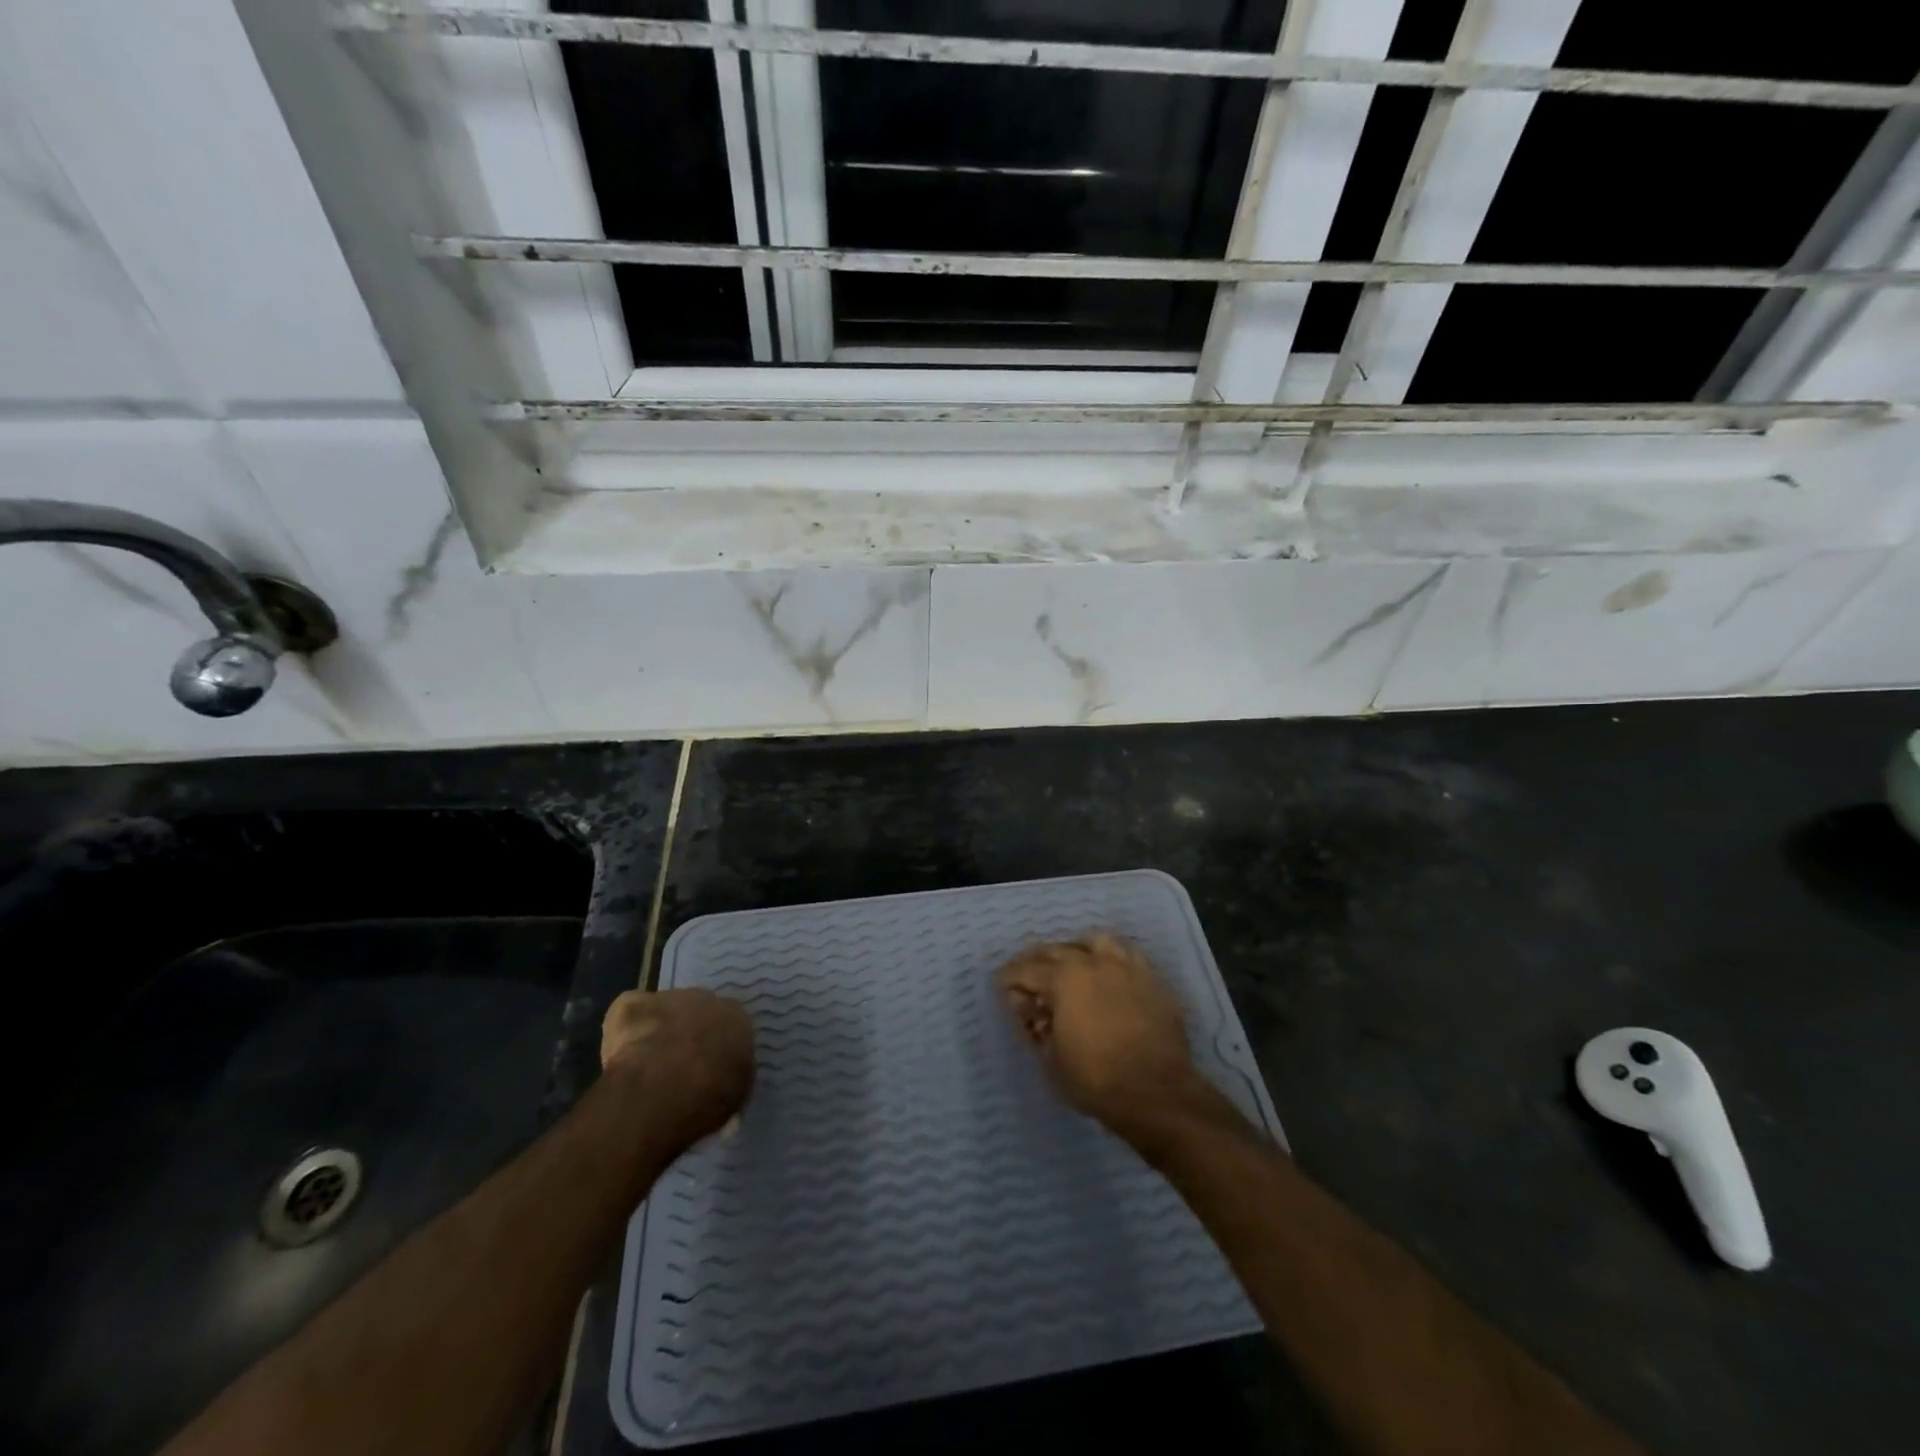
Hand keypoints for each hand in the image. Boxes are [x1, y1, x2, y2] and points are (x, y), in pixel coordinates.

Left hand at [601, 988, 754, 1144]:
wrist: (666, 1087)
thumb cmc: (710, 1096)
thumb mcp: (735, 1096)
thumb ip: (730, 1078)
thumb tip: (721, 1083)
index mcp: (736, 1018)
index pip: (728, 1026)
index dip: (714, 1047)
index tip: (705, 1069)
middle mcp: (705, 998)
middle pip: (695, 1013)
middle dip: (685, 1035)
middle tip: (675, 1067)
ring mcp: (666, 998)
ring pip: (661, 1012)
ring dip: (656, 1032)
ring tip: (646, 1066)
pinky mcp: (630, 1005)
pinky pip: (628, 1014)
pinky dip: (624, 1032)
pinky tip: (621, 1058)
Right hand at [997, 933, 1217, 1143]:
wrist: (1157, 1093)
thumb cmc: (1096, 1079)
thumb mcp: (1051, 1060)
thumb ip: (1036, 1029)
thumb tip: (1033, 1013)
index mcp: (1063, 979)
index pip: (1026, 970)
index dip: (1009, 978)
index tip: (1002, 985)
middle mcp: (1093, 962)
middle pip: (1056, 949)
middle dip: (1036, 961)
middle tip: (1028, 977)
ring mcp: (1125, 967)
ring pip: (1094, 941)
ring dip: (1076, 950)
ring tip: (1072, 966)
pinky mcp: (1151, 979)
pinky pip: (1127, 955)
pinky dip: (1111, 960)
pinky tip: (1107, 975)